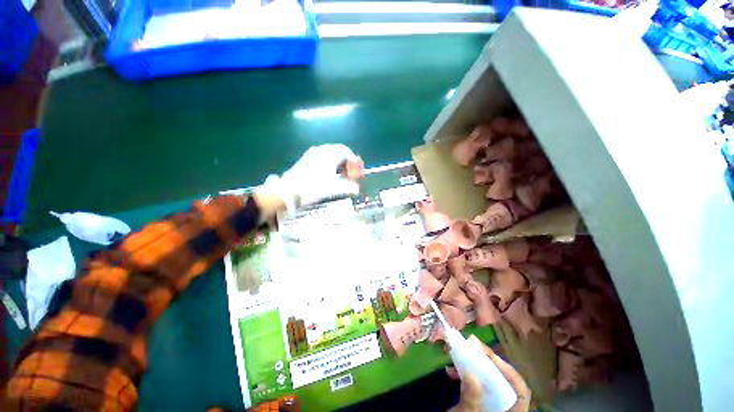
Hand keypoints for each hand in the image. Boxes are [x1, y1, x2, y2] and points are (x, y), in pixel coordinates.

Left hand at [258, 144, 362, 212]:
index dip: (354, 162)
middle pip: (339, 152)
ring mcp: (312, 154)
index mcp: (330, 154)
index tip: (357, 172)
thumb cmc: (313, 187)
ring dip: (339, 164)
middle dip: (347, 163)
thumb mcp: (334, 188)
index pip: (347, 152)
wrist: (288, 191)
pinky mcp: (305, 159)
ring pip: (330, 154)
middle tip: (351, 174)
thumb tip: (357, 189)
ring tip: (341, 176)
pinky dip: (330, 164)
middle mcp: (321, 150)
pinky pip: (322, 157)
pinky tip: (329, 175)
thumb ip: (348, 187)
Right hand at [447, 335, 530, 411]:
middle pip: (502, 381)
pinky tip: (450, 371)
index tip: (487, 354)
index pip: (520, 391)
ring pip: (487, 381)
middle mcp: (504, 408)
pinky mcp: (479, 404)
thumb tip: (471, 373)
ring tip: (457, 353)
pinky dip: (464, 375)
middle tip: (470, 343)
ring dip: (472, 365)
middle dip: (486, 361)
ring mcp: (492, 406)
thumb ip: (471, 400)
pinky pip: (475, 385)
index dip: (507, 370)